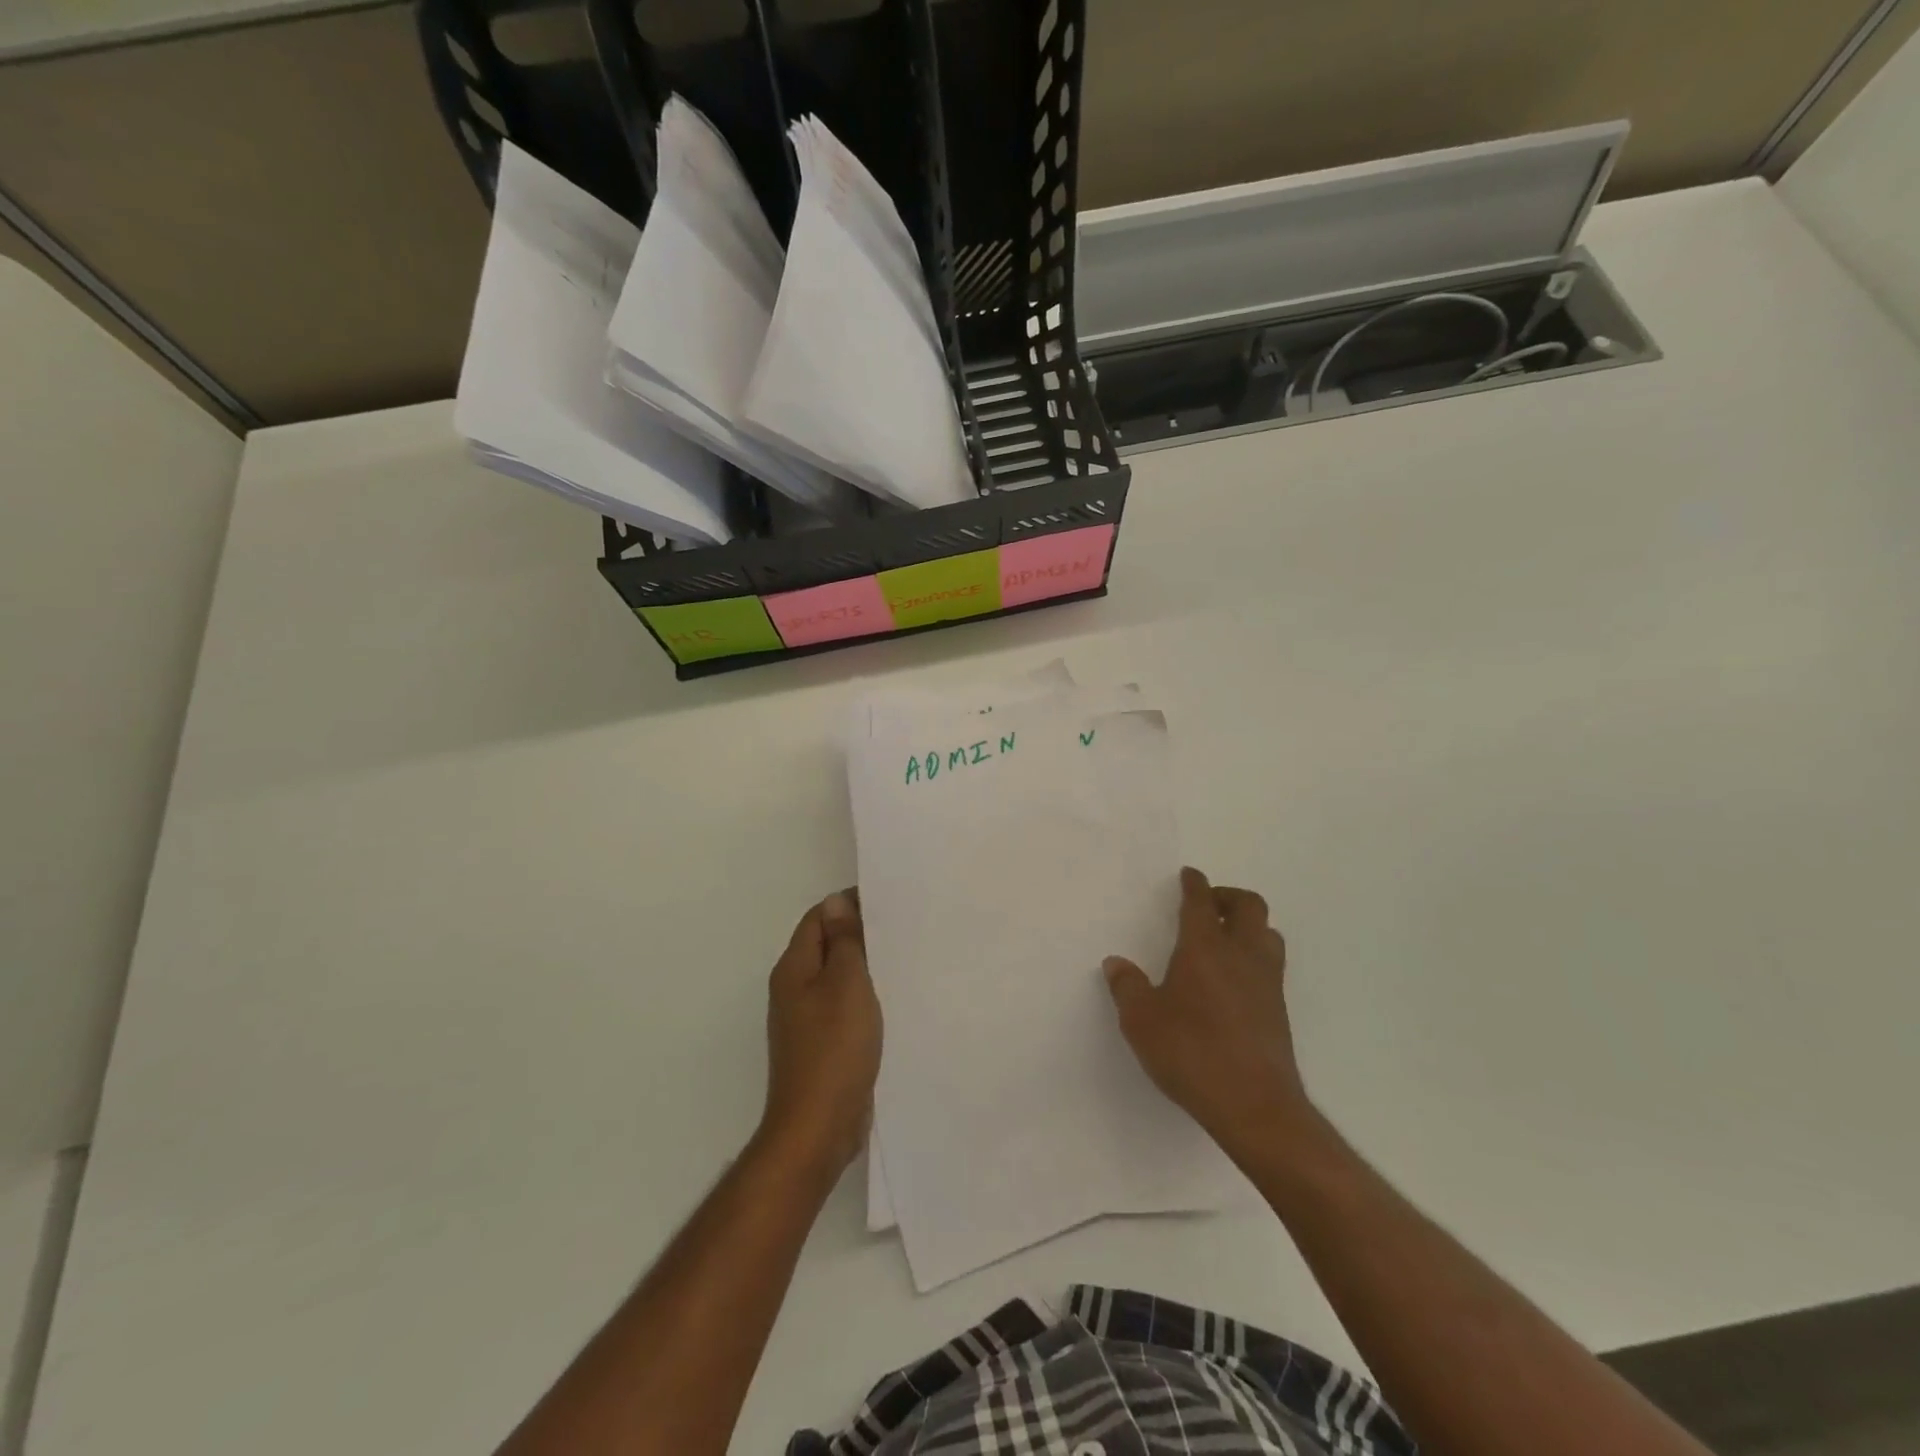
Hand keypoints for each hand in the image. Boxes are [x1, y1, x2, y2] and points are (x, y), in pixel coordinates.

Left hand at [761, 890, 881, 1175]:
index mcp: (794, 969)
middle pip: (825, 946)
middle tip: (901, 928)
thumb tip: (835, 902)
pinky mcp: (820, 1046)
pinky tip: (889, 1002)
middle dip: (858, 934)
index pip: (818, 918)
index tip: (887, 902)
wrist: (818, 1128)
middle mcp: (793, 990)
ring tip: (900, 959)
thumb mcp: (846, 984)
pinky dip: (863, 998)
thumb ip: (844, 942)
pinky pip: (842, 1007)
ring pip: (835, 978)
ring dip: (863, 967)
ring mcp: (805, 1020)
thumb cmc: (834, 1048)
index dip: (848, 905)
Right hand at [1103, 867, 1312, 1157]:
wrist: (1255, 1105)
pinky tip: (1234, 979)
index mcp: (1205, 948)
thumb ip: (1127, 987)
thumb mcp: (1142, 1021)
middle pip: (1249, 905)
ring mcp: (1267, 981)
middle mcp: (1242, 954)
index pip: (1201, 902)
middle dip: (1228, 897)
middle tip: (1207, 904)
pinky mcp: (1279, 1009)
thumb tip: (1116, 963)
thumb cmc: (1192, 1053)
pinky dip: (1255, 955)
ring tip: (1224, 938)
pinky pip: (1271, 964)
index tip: (1189, 875)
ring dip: (1248, 925)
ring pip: (1268, 933)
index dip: (1195, 884)